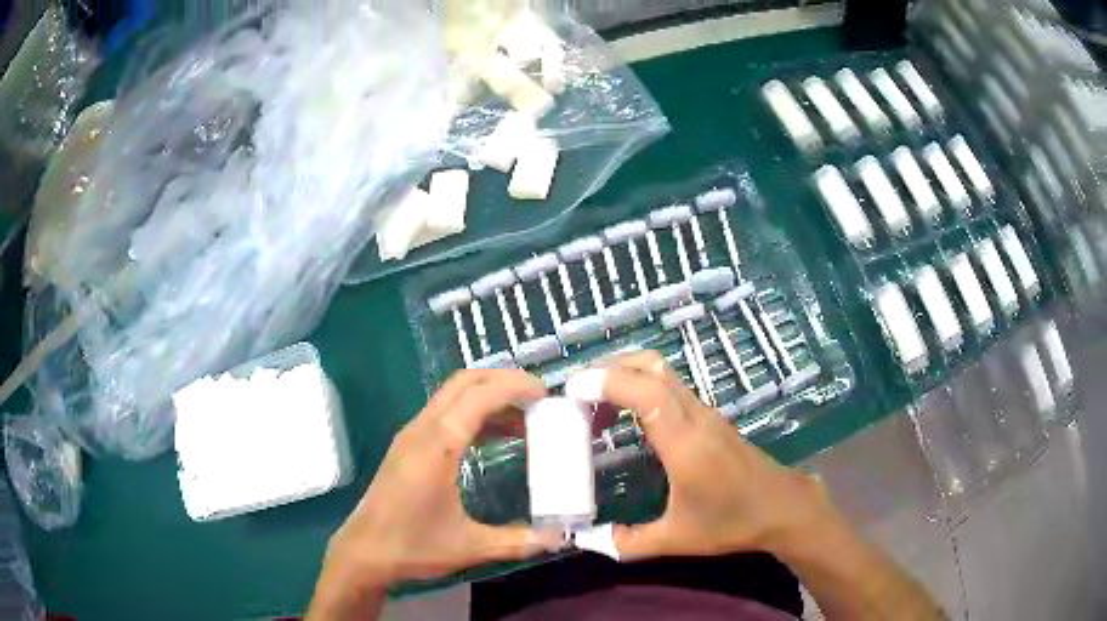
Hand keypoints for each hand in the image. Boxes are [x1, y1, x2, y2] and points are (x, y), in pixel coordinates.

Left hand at [309, 369, 561, 615]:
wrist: (364, 552)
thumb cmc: (414, 546)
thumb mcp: (472, 546)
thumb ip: (519, 541)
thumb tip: (560, 539)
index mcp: (439, 445)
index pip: (481, 395)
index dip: (515, 387)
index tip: (546, 394)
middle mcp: (423, 429)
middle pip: (465, 382)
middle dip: (503, 380)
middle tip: (537, 398)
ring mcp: (411, 435)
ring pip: (452, 395)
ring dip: (488, 397)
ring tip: (523, 419)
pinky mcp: (407, 445)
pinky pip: (444, 413)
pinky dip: (473, 412)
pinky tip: (493, 438)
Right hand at [566, 351, 839, 560]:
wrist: (781, 507)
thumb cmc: (731, 522)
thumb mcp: (676, 539)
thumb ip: (627, 542)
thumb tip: (586, 539)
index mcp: (685, 443)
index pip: (645, 391)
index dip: (606, 382)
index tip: (571, 391)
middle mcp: (695, 417)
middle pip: (652, 366)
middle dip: (608, 369)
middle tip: (576, 394)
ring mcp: (705, 412)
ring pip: (662, 371)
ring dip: (625, 375)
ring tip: (595, 406)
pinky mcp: (709, 416)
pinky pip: (669, 386)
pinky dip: (640, 387)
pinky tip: (626, 417)